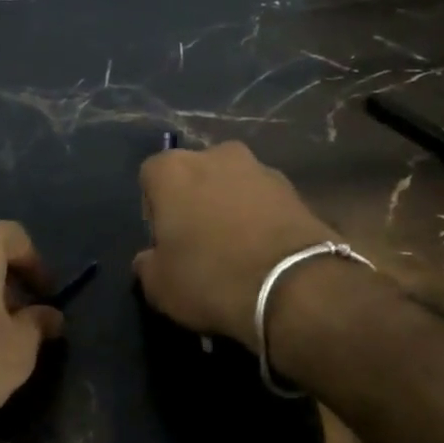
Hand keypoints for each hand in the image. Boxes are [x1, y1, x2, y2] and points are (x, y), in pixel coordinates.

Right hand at [134, 141, 339, 349]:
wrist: (295, 287)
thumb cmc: (211, 277)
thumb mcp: (159, 286)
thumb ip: (147, 264)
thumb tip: (150, 258)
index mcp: (173, 169)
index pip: (150, 177)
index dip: (154, 209)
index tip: (164, 241)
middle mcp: (216, 155)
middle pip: (195, 175)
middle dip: (194, 201)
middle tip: (199, 243)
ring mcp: (260, 168)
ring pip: (232, 186)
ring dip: (230, 208)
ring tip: (236, 251)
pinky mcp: (295, 190)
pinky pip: (264, 202)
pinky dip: (261, 220)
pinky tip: (263, 254)